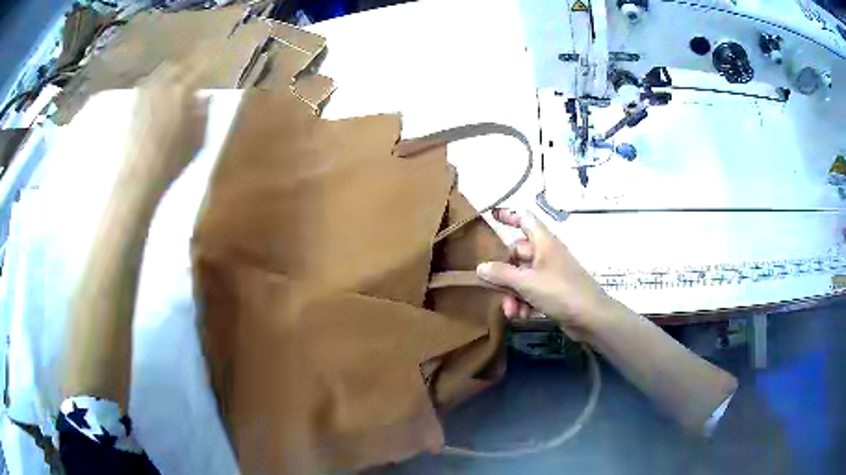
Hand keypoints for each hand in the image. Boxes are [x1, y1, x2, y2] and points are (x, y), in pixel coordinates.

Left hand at [118, 60, 208, 193]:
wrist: (139, 177)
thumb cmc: (171, 163)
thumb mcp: (198, 143)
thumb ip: (204, 115)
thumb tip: (206, 97)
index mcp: (183, 93)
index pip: (199, 71)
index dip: (205, 71)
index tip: (210, 73)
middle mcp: (164, 86)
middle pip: (178, 67)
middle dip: (186, 70)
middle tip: (191, 78)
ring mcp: (147, 94)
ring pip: (161, 72)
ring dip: (169, 74)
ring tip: (173, 83)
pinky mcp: (134, 103)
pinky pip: (146, 83)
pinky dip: (154, 83)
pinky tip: (156, 93)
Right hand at [476, 209, 615, 336]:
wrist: (591, 317)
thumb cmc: (561, 291)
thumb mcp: (527, 282)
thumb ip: (502, 274)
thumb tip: (480, 267)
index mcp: (544, 243)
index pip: (525, 219)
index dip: (509, 215)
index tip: (491, 215)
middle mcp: (547, 254)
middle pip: (518, 254)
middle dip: (504, 273)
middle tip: (493, 288)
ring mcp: (551, 274)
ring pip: (522, 277)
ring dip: (513, 293)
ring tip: (511, 311)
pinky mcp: (553, 292)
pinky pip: (531, 291)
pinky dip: (524, 302)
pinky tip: (521, 316)